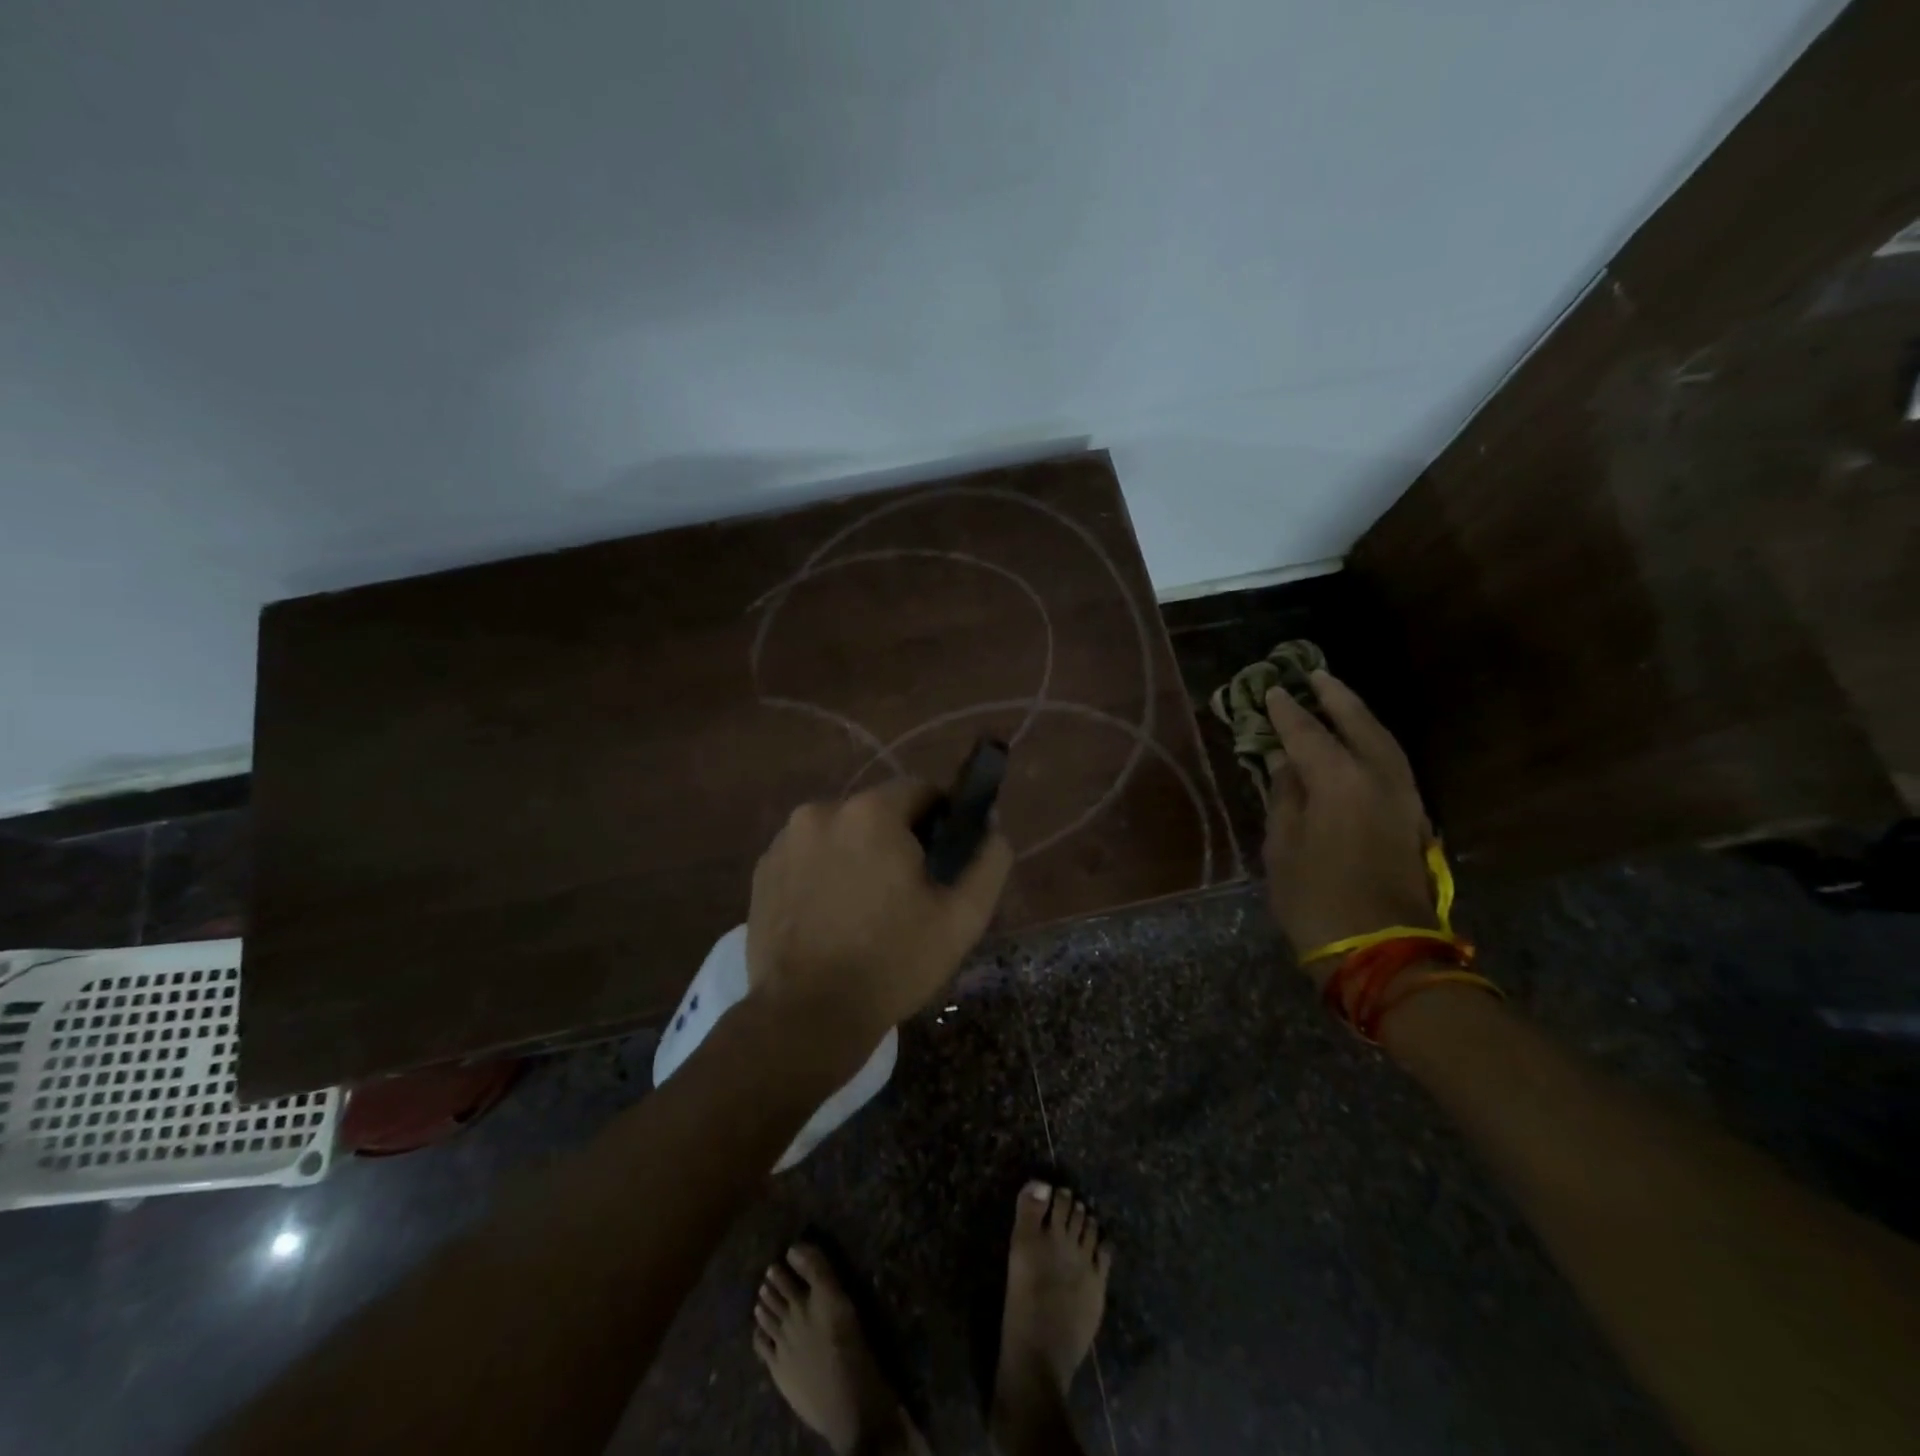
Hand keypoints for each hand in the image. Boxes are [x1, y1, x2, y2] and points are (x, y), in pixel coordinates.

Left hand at [746, 779, 1014, 1044]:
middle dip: (898, 841)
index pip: (920, 791)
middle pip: (878, 812)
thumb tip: (991, 828)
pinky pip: (809, 855)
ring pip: (841, 833)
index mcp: (871, 813)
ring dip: (859, 855)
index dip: (942, 820)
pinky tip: (831, 917)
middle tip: (909, 892)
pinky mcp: (762, 870)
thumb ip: (988, 860)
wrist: (806, 1017)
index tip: (945, 859)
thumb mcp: (962, 917)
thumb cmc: (892, 963)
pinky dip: (825, 872)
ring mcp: (785, 841)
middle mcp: (821, 811)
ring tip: (866, 910)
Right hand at [1262, 672, 1436, 983]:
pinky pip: (1392, 762)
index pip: (1307, 733)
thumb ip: (1284, 797)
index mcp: (1340, 781)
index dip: (1285, 712)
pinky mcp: (1415, 818)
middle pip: (1358, 724)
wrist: (1384, 952)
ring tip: (1338, 700)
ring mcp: (1405, 797)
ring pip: (1383, 741)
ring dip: (1359, 716)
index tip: (1269, 691)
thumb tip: (1283, 764)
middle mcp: (1379, 778)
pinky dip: (1374, 742)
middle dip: (1335, 698)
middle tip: (1314, 675)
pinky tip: (1360, 744)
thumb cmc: (1317, 900)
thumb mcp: (1283, 848)